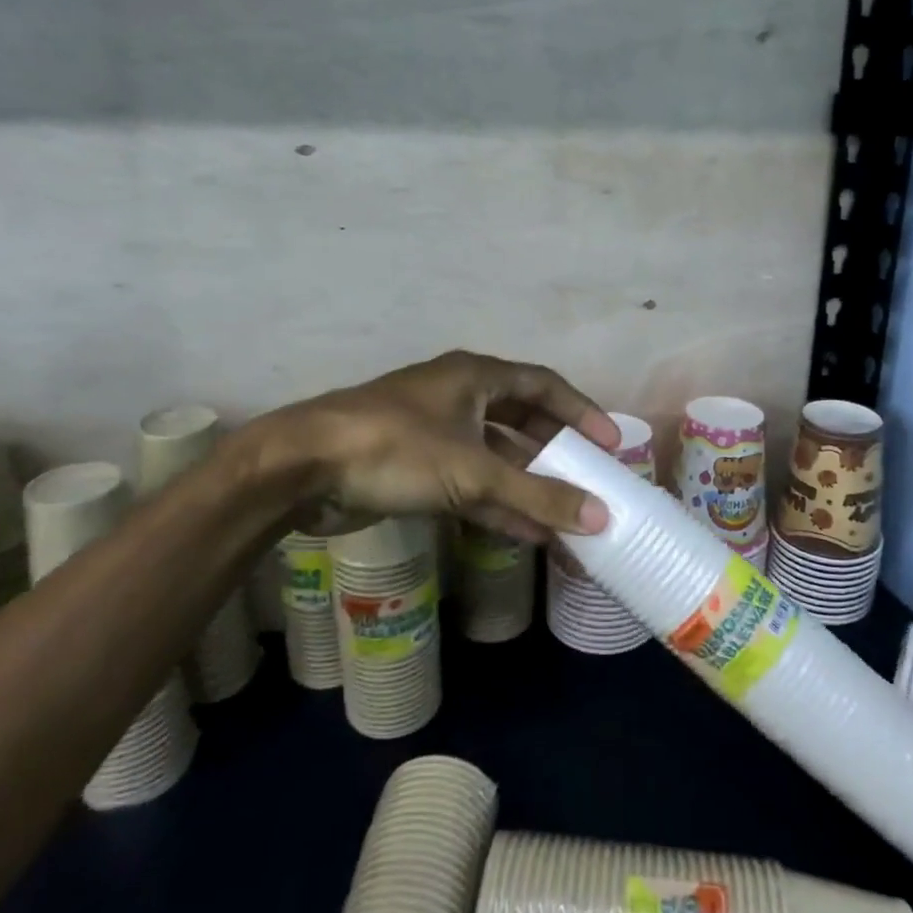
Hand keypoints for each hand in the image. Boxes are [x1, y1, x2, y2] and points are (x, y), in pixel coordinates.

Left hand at [243, 350, 620, 542]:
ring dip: (528, 488)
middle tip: (591, 481)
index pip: (544, 385)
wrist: (302, 468)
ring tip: (566, 520)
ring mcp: (436, 433)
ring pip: (496, 459)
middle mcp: (459, 397)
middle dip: (556, 454)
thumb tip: (600, 518)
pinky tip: (527, 536)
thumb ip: (537, 496)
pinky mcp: (416, 468)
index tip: (610, 443)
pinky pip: (470, 484)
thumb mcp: (473, 472)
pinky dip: (498, 506)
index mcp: (476, 376)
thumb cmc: (395, 448)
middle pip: (523, 422)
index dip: (580, 412)